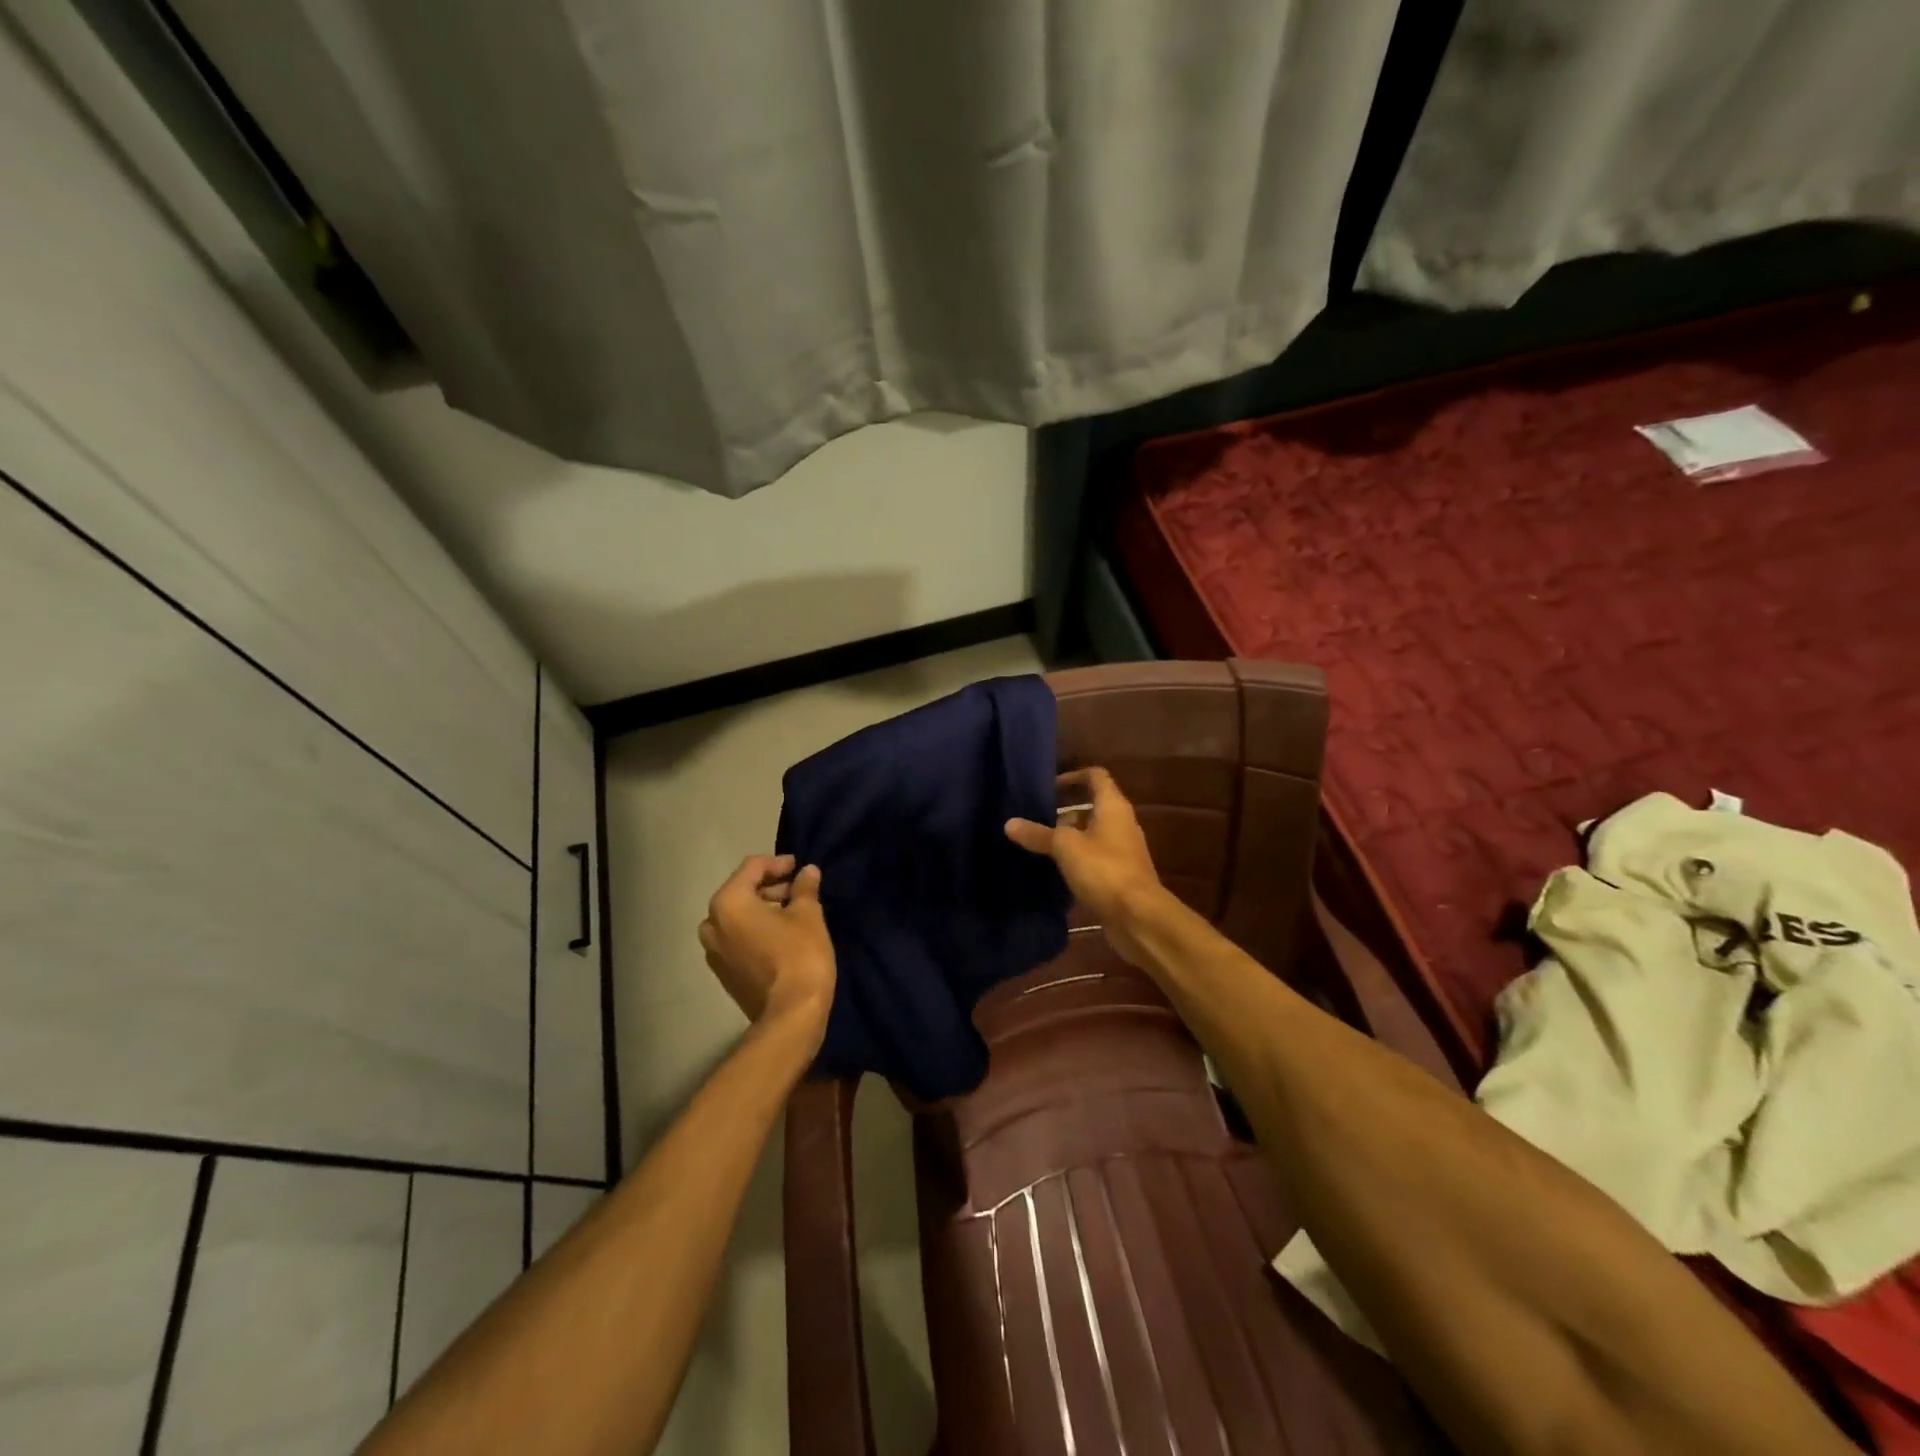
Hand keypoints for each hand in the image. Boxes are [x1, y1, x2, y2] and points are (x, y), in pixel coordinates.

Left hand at [698, 855, 834, 1042]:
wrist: (790, 1015)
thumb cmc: (799, 955)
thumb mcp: (808, 914)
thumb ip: (804, 888)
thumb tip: (807, 871)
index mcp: (728, 903)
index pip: (752, 868)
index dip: (778, 863)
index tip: (799, 867)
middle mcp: (712, 925)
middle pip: (740, 892)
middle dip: (769, 887)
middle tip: (798, 889)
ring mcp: (714, 952)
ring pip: (737, 917)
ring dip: (762, 909)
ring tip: (791, 912)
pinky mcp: (723, 973)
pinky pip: (736, 939)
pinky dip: (755, 930)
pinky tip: (780, 936)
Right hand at [1005, 768, 1166, 964]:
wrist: (1138, 917)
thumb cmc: (1104, 870)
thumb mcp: (1065, 848)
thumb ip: (1038, 834)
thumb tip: (1009, 823)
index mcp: (1113, 807)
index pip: (1095, 776)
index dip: (1072, 776)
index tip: (1047, 786)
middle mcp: (1121, 824)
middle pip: (1093, 806)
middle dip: (1065, 810)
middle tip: (1035, 817)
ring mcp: (1122, 851)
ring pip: (1092, 834)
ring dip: (1069, 836)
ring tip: (1039, 843)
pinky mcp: (1119, 876)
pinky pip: (1094, 858)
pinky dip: (1076, 859)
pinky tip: (1054, 870)